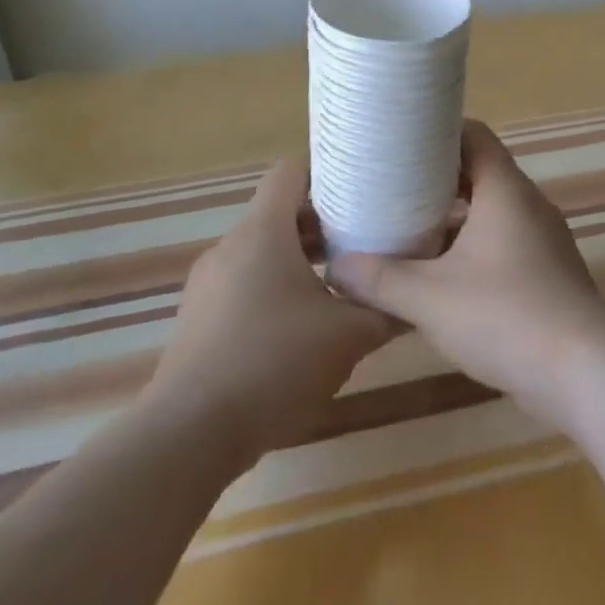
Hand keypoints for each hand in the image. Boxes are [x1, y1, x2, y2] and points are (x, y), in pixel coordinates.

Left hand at [146, 157, 395, 458]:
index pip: (291, 170)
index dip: (327, 168)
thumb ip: (386, 312)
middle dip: (323, 221)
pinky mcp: (199, 319)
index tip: (362, 183)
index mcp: (263, 231)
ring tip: (341, 282)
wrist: (188, 436)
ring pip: (262, 251)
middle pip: (279, 212)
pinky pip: (244, 283)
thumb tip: (416, 302)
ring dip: (300, 258)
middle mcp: (230, 246)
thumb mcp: (347, 337)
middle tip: (365, 236)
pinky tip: (301, 326)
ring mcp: (208, 283)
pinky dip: (275, 288)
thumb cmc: (273, 364)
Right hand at [326, 120, 604, 428]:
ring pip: (490, 213)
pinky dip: (471, 249)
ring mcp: (542, 240)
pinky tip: (440, 277)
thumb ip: (380, 280)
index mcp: (505, 190)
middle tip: (390, 188)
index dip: (438, 131)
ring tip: (406, 231)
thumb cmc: (505, 316)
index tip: (400, 140)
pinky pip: (503, 245)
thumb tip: (335, 268)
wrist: (583, 371)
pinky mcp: (547, 274)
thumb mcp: (430, 298)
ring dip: (453, 219)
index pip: (474, 135)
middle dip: (436, 180)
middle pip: (479, 173)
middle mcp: (528, 205)